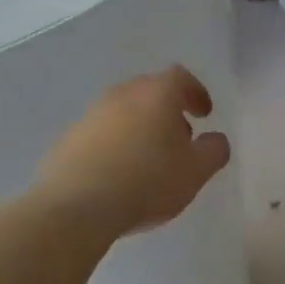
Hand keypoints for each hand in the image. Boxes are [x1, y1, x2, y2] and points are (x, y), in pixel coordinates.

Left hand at [36, 67, 230, 237]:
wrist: (78, 205)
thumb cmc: (148, 182)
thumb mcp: (196, 172)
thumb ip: (214, 150)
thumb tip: (215, 139)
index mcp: (156, 94)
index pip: (180, 78)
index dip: (196, 93)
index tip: (204, 114)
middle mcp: (121, 95)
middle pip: (149, 92)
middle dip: (168, 111)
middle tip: (180, 139)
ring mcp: (91, 115)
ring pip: (123, 112)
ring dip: (140, 128)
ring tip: (149, 160)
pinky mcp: (69, 138)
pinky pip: (101, 134)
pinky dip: (115, 145)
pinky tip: (119, 174)